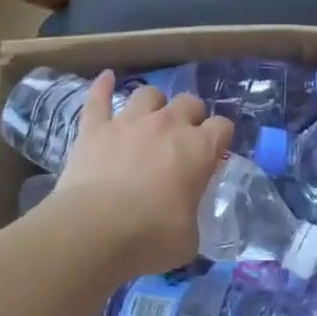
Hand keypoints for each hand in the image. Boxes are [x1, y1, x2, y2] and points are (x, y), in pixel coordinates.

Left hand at [50, 72, 232, 275]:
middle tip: (183, 138)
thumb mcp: (189, 238)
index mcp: (199, 149)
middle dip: (190, 116)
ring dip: (153, 104)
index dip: (220, 138)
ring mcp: (129, 122)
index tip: (215, 153)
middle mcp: (168, 125)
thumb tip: (184, 216)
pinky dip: (102, 86)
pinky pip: (98, 97)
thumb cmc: (150, 237)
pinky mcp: (94, 128)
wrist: (94, 230)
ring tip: (150, 119)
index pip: (222, 127)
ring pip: (148, 94)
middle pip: (189, 102)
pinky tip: (106, 77)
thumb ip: (191, 215)